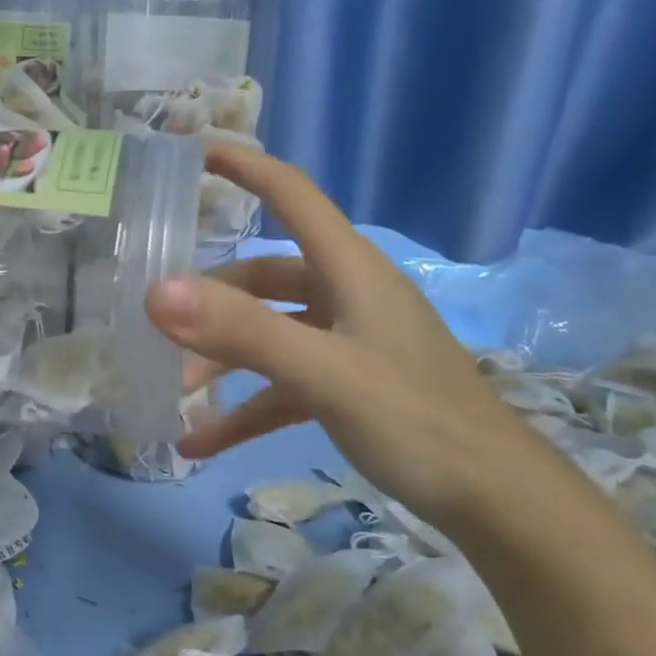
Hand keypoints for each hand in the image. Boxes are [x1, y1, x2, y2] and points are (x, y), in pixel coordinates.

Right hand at [146, 144, 558, 525]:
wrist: (497, 502)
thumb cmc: (417, 421)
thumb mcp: (325, 373)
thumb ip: (243, 332)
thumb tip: (158, 292)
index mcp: (351, 271)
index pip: (294, 196)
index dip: (246, 168)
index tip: (194, 153)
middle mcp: (347, 297)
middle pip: (265, 277)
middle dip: (212, 302)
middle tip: (161, 327)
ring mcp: (348, 344)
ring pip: (268, 335)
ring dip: (223, 362)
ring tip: (177, 394)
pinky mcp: (348, 387)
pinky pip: (282, 387)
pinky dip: (244, 409)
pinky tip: (202, 443)